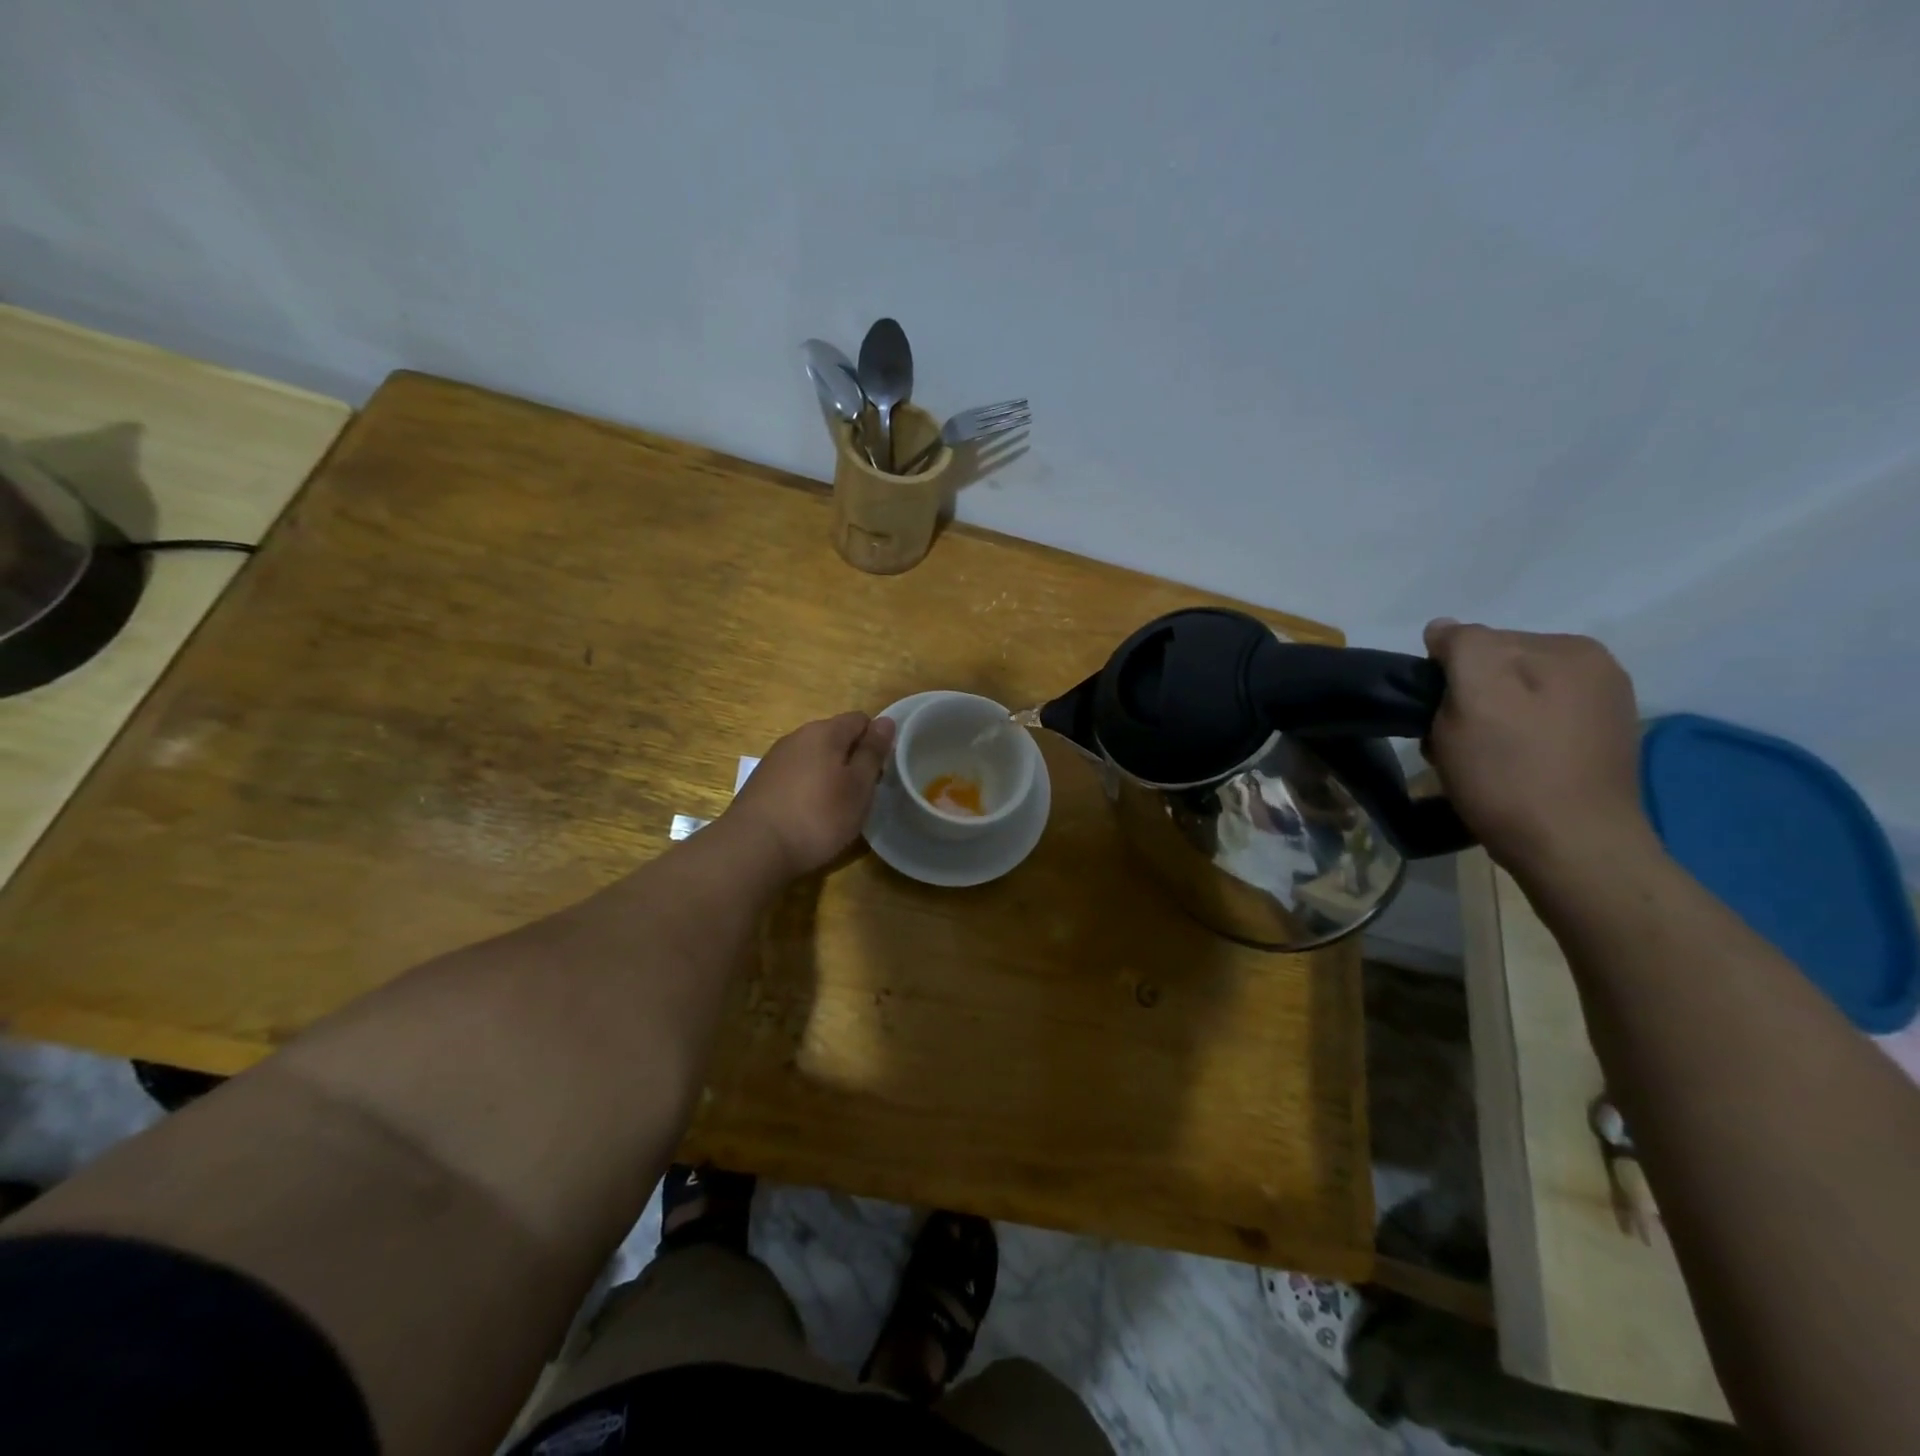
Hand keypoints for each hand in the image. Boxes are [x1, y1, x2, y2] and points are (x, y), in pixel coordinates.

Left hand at [723, 711, 896, 877]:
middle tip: (861, 794)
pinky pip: (795, 774)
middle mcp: (797, 737)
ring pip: (814, 757)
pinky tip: (808, 814)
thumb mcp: (858, 787)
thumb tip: (886, 721)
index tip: (880, 772)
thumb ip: (872, 752)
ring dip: (829, 774)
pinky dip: (807, 788)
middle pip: (835, 737)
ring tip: (835, 807)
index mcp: (824, 732)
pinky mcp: (761, 781)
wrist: (753, 848)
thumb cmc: (817, 817)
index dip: (875, 742)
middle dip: (852, 759)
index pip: (860, 720)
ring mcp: (775, 758)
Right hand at [1423, 620, 1654, 875]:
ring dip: (1482, 727)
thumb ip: (1461, 648)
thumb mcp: (1474, 697)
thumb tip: (1443, 628)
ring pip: (1512, 702)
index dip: (1445, 679)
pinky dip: (1509, 745)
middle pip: (1496, 672)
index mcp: (1569, 650)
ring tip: (1474, 764)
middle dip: (1464, 702)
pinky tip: (1504, 774)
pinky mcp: (1598, 748)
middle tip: (1450, 746)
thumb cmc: (1512, 773)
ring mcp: (1602, 711)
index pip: (1478, 642)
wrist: (1574, 852)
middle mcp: (1596, 671)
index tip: (1437, 719)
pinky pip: (1534, 729)